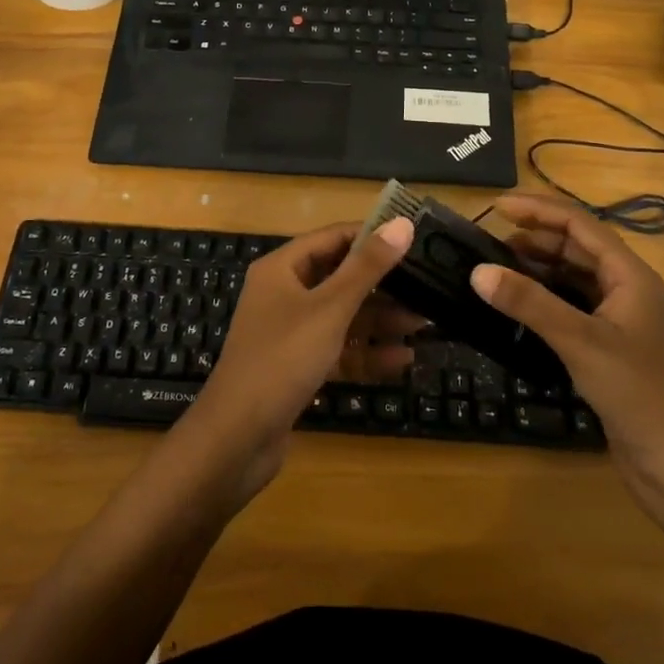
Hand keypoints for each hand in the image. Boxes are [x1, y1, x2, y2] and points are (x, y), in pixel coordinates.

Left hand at [188, 217, 416, 493]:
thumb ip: (367, 267)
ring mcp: (289, 333)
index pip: (332, 238)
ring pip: (341, 316)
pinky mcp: (297, 368)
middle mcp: (283, 294)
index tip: (413, 239)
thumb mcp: (329, 309)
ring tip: (424, 324)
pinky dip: (365, 353)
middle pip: (339, 278)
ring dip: (380, 321)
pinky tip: (402, 360)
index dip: (371, 236)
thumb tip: (402, 223)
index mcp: (282, 269)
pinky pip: (337, 350)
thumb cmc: (282, 360)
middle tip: (426, 286)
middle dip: (382, 285)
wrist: (236, 439)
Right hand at [469, 193, 663, 529]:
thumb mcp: (581, 342)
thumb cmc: (640, 395)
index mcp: (631, 275)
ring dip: (536, 269)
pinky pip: (571, 308)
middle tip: (486, 242)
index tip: (496, 207)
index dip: (538, 210)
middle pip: (576, 248)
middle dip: (534, 239)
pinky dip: (543, 300)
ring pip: (572, 279)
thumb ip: (530, 303)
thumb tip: (477, 270)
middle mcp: (626, 290)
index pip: (580, 225)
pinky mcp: (609, 349)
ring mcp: (619, 321)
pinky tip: (516, 308)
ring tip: (494, 269)